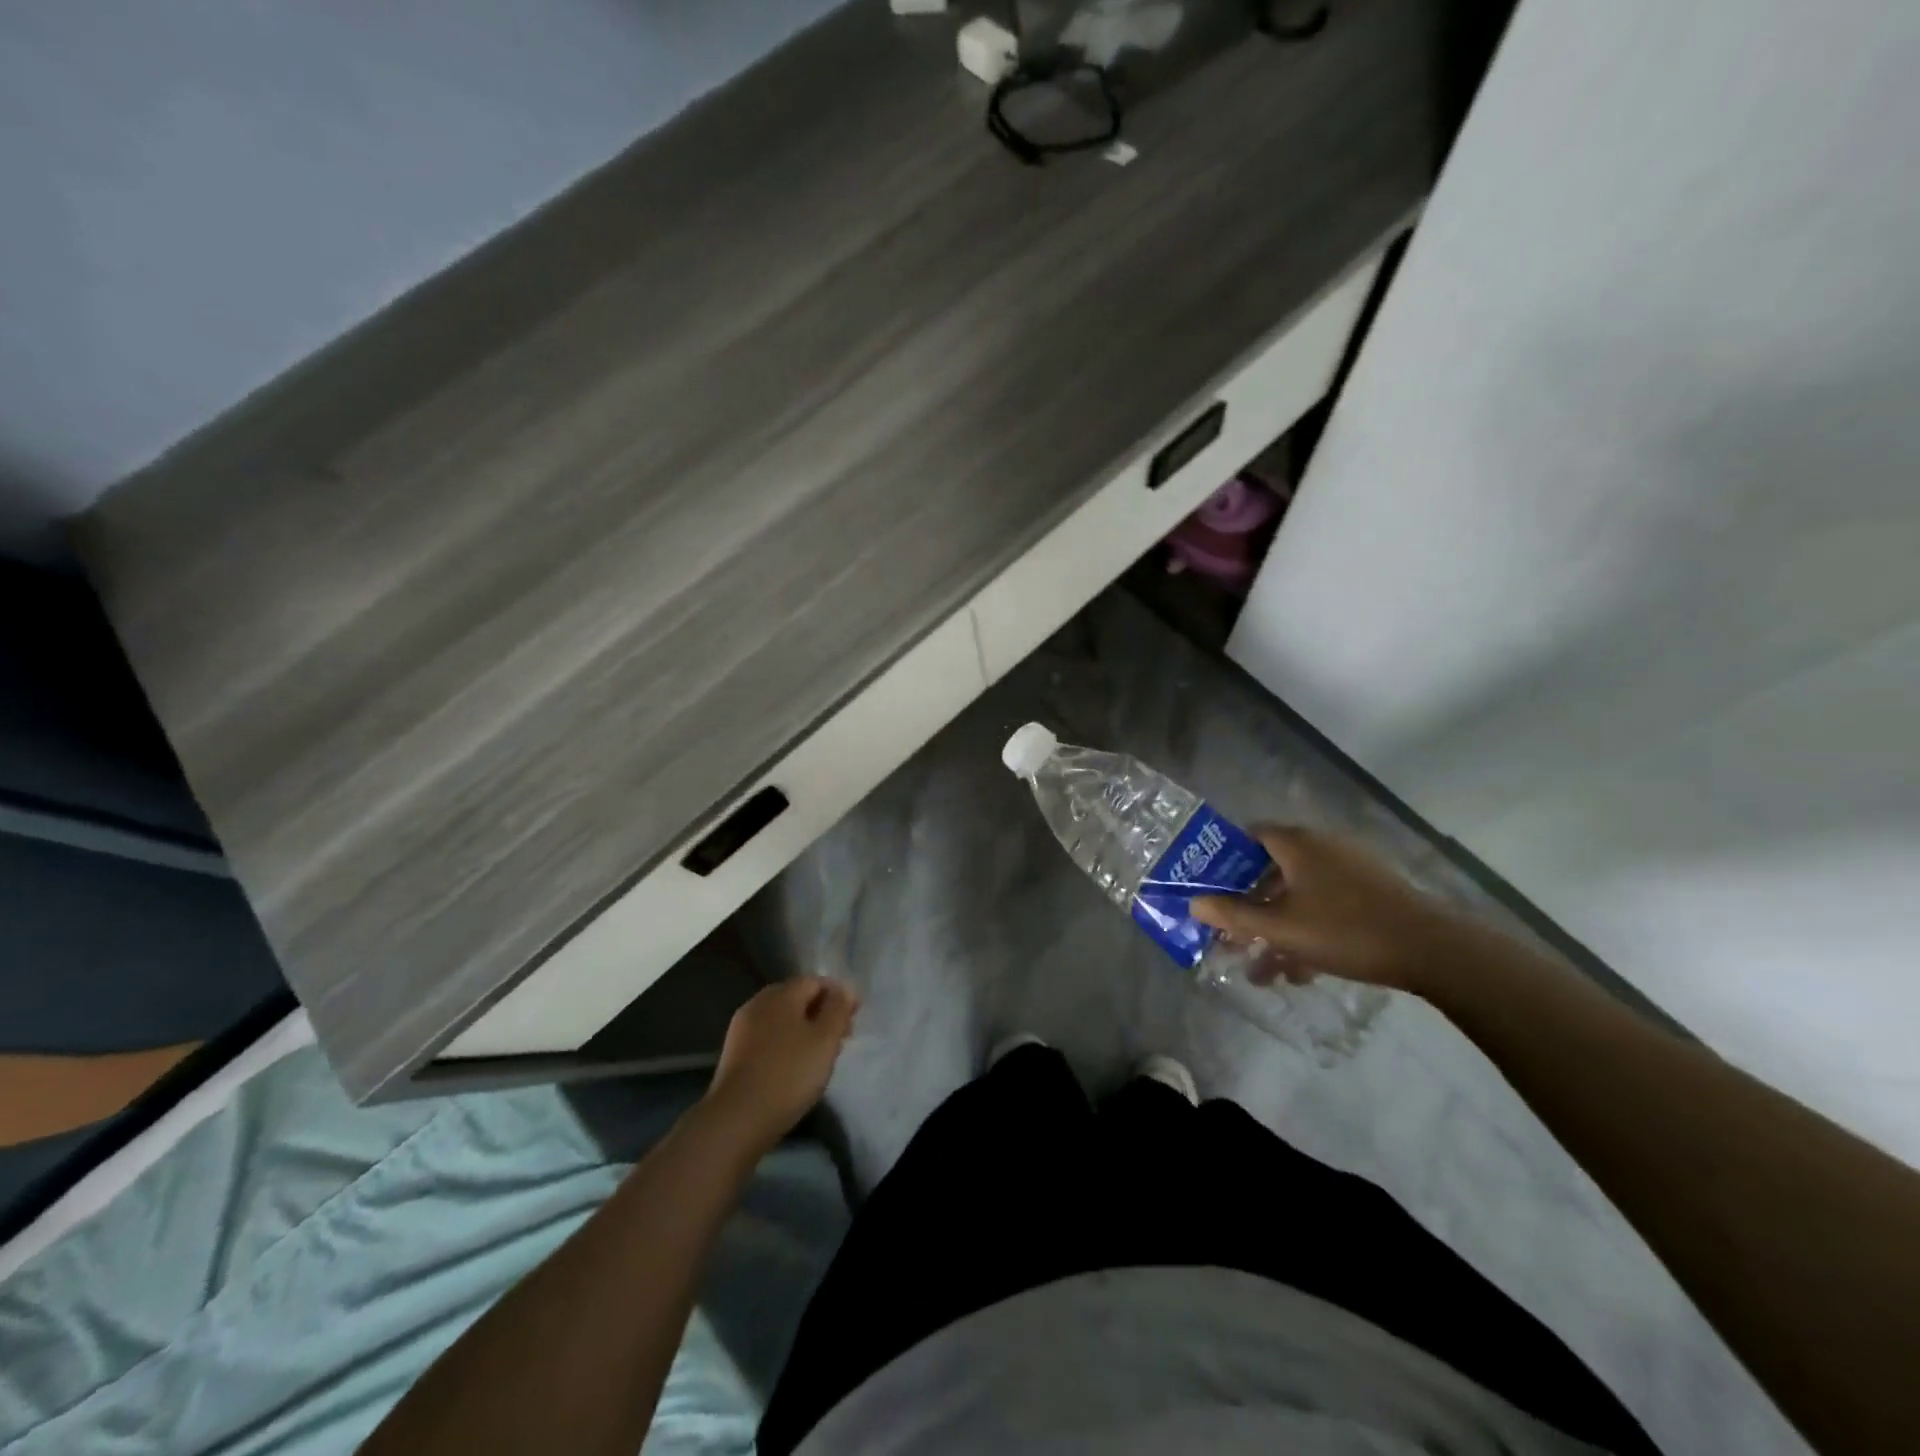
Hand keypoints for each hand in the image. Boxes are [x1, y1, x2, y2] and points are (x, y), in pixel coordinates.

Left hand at [703, 978, 858, 1152]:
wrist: (737, 1119)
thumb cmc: (789, 1074)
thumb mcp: (825, 1039)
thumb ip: (838, 1009)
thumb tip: (844, 988)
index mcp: (781, 994)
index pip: (815, 981)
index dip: (838, 995)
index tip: (854, 1018)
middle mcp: (758, 1003)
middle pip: (796, 998)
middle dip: (820, 1012)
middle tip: (839, 1038)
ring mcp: (742, 1029)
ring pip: (781, 1019)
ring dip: (803, 1030)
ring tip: (819, 1056)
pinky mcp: (734, 1054)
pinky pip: (767, 1038)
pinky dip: (785, 1045)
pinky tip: (793, 1068)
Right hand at [1191, 827, 1467, 993]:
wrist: (1433, 951)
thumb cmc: (1344, 929)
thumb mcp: (1280, 926)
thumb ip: (1233, 914)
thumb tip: (1194, 903)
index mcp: (1297, 844)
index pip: (1249, 837)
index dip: (1224, 861)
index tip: (1209, 890)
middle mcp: (1321, 849)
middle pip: (1270, 873)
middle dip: (1248, 909)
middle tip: (1229, 937)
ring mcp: (1349, 873)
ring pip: (1298, 898)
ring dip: (1276, 931)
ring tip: (1260, 971)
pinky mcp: (1370, 898)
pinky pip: (1324, 909)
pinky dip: (1307, 934)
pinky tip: (1299, 974)